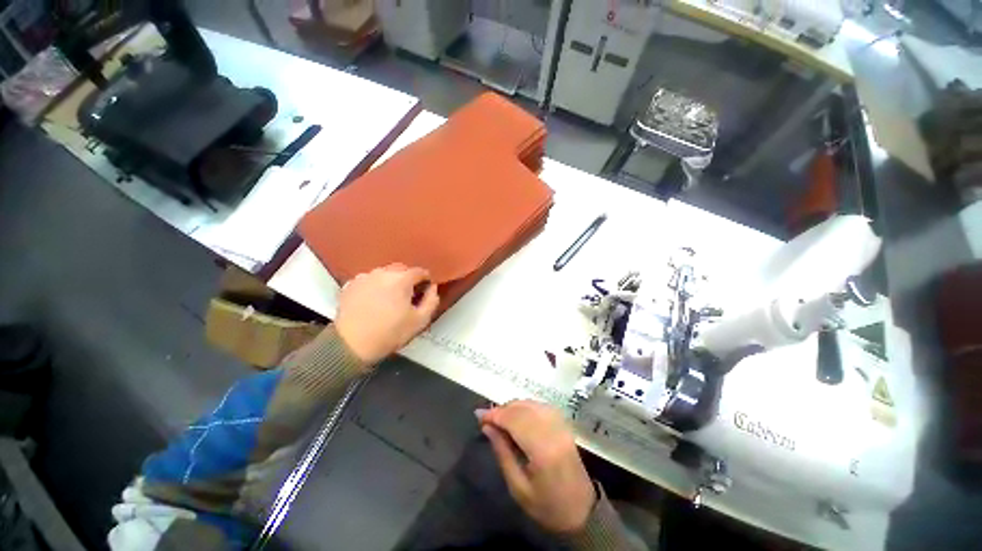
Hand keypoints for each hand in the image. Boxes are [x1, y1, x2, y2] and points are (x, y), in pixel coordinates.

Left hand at [334, 264, 439, 364]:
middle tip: (409, 295)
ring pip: (384, 273)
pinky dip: (374, 286)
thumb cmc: (390, 333)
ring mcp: (364, 277)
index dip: (426, 280)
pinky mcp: (350, 285)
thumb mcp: (420, 321)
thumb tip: (432, 288)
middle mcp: (382, 272)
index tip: (426, 291)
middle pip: (401, 269)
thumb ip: (431, 301)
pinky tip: (373, 300)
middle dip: (408, 279)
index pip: (420, 271)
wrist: (351, 345)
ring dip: (391, 281)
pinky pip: (369, 280)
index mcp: (401, 279)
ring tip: (390, 298)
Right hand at [479, 400, 595, 533]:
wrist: (583, 510)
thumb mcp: (518, 488)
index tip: (479, 416)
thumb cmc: (548, 506)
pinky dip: (526, 406)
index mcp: (543, 450)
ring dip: (513, 406)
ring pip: (532, 404)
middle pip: (523, 408)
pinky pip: (541, 406)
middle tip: (487, 418)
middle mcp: (554, 431)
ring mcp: (561, 426)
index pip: (515, 420)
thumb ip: (502, 453)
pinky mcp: (564, 425)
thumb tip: (487, 427)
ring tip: (499, 418)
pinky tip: (517, 415)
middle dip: (502, 409)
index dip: (495, 415)